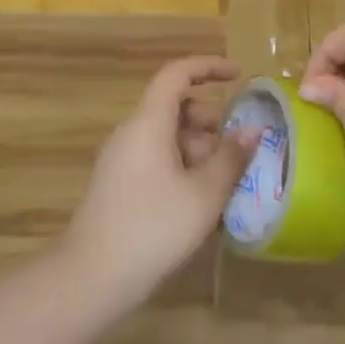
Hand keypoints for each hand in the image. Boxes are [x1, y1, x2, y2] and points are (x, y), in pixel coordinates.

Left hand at [64, 56, 257, 308]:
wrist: (92, 277)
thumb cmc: (153, 227)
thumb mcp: (204, 193)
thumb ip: (231, 158)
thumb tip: (252, 129)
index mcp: (149, 122)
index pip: (177, 74)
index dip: (208, 66)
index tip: (239, 75)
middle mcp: (131, 132)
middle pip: (174, 106)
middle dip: (210, 119)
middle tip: (237, 147)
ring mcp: (121, 159)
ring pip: (166, 135)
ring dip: (198, 146)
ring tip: (225, 180)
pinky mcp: (119, 184)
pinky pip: (156, 157)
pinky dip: (182, 164)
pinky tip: (201, 200)